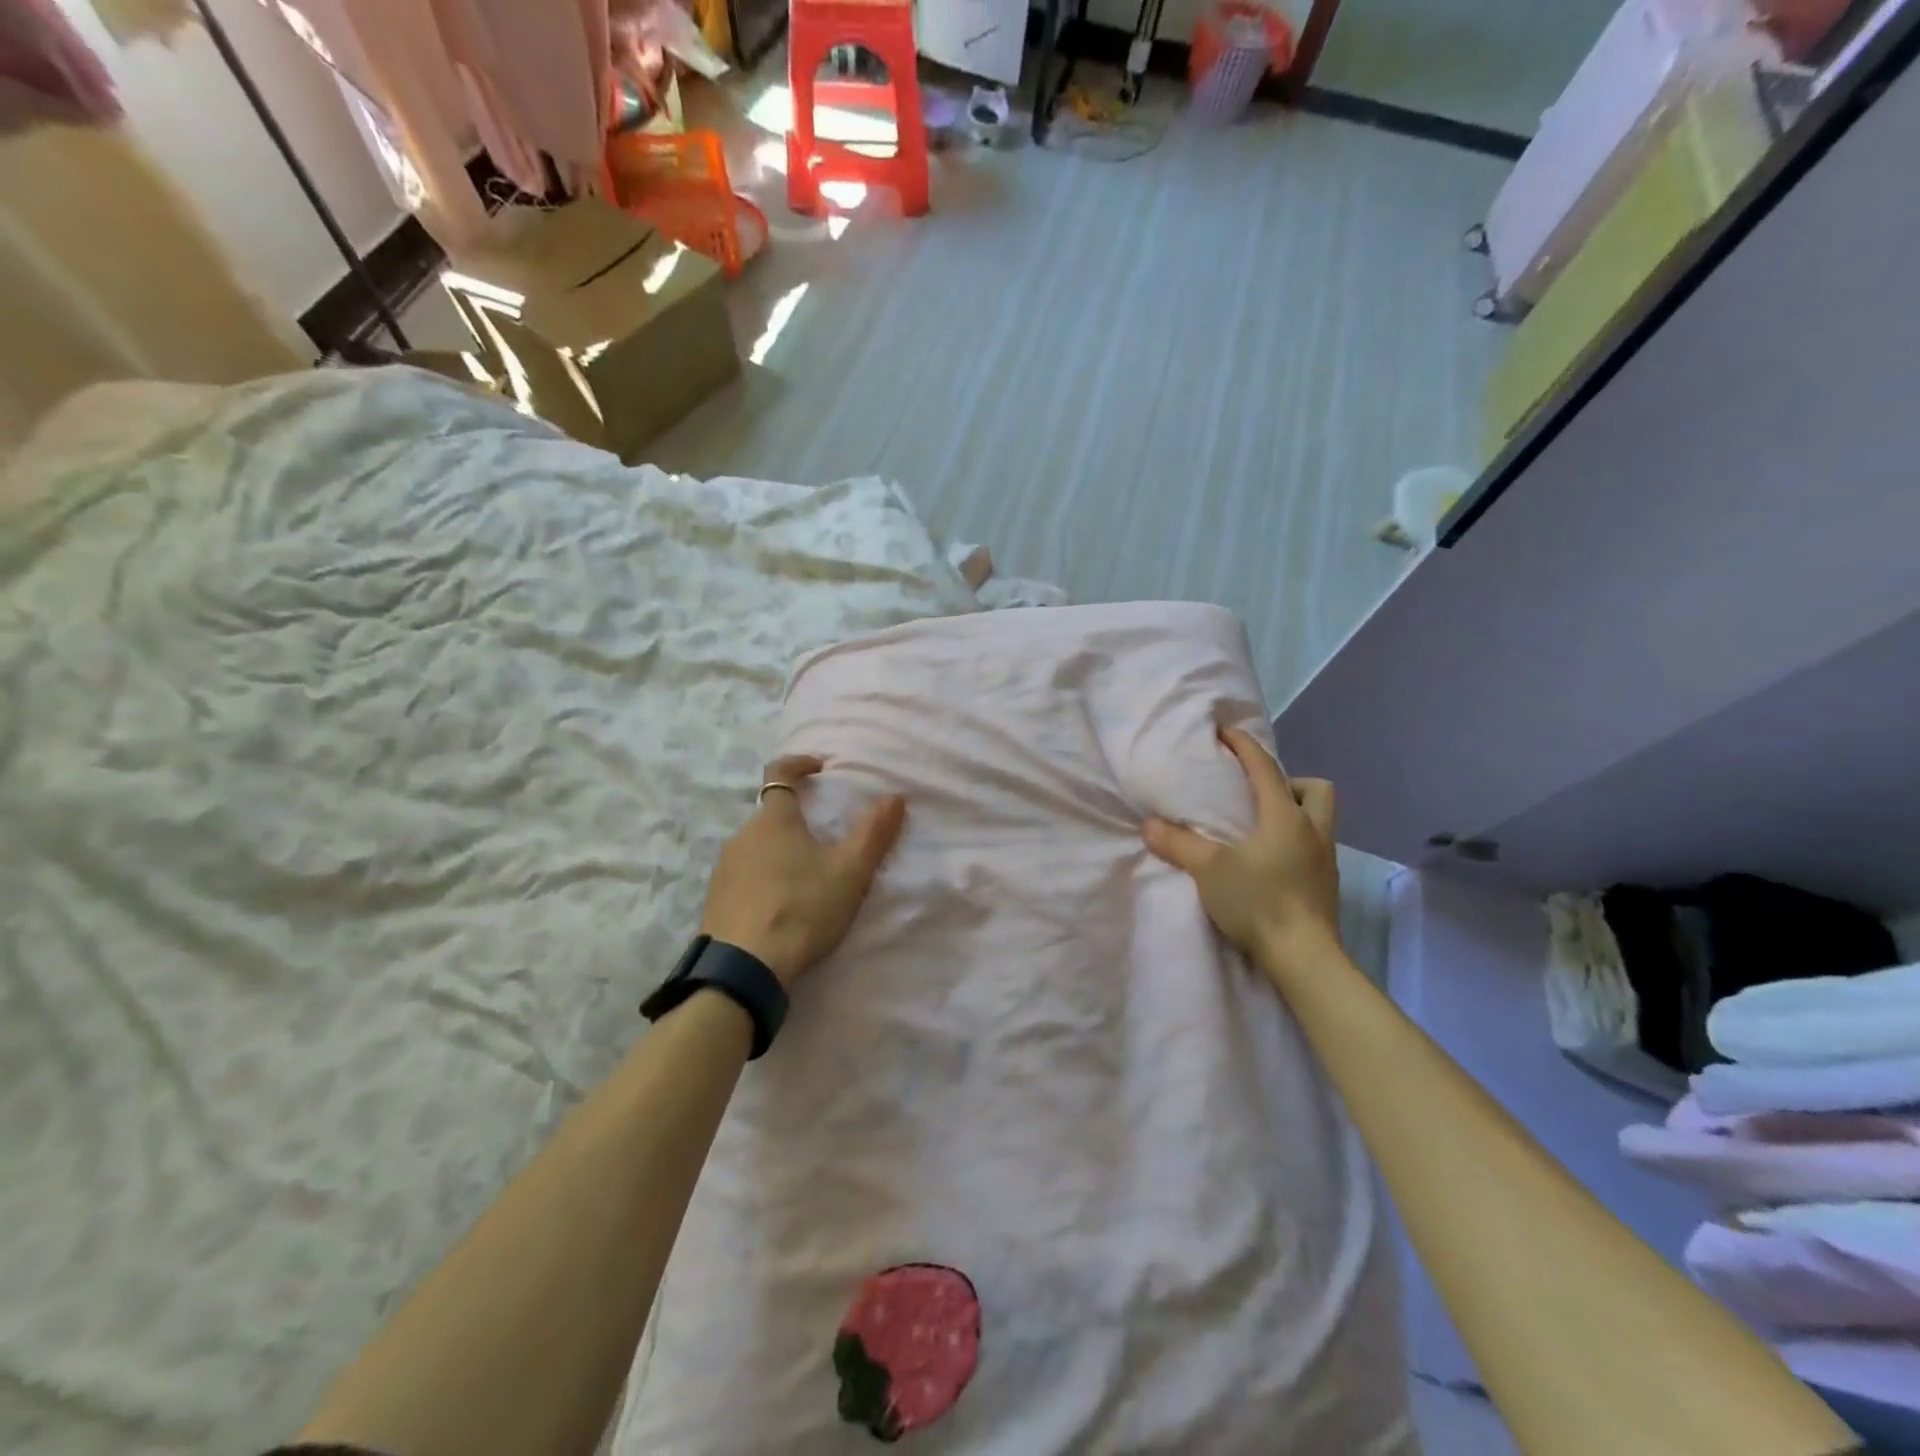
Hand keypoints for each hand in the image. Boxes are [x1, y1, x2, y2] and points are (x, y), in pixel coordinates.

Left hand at [699, 755, 906, 986]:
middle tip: (826, 842)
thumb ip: (874, 832)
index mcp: (774, 819)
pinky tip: (781, 906)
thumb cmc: (802, 908)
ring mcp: (724, 868)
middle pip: (772, 815)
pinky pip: (744, 875)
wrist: (745, 967)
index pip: (780, 773)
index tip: (820, 768)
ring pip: (757, 847)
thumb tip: (895, 796)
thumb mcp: (850, 871)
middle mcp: (742, 835)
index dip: (800, 764)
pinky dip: (764, 879)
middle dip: (798, 821)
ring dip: (781, 852)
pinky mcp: (715, 899)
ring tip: (807, 879)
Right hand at [1142, 728, 1340, 969]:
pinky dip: (1294, 844)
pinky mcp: (1326, 887)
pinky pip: (1314, 848)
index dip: (1245, 746)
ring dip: (1294, 813)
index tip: (1226, 733)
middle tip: (1258, 795)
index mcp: (1286, 818)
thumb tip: (1150, 824)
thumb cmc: (1259, 903)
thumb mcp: (1210, 870)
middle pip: (1316, 789)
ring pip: (1319, 819)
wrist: (1305, 959)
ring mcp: (1325, 861)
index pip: (1266, 768)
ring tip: (1260, 828)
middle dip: (1289, 782)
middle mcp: (1313, 832)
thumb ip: (1179, 844)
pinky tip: (1269, 863)